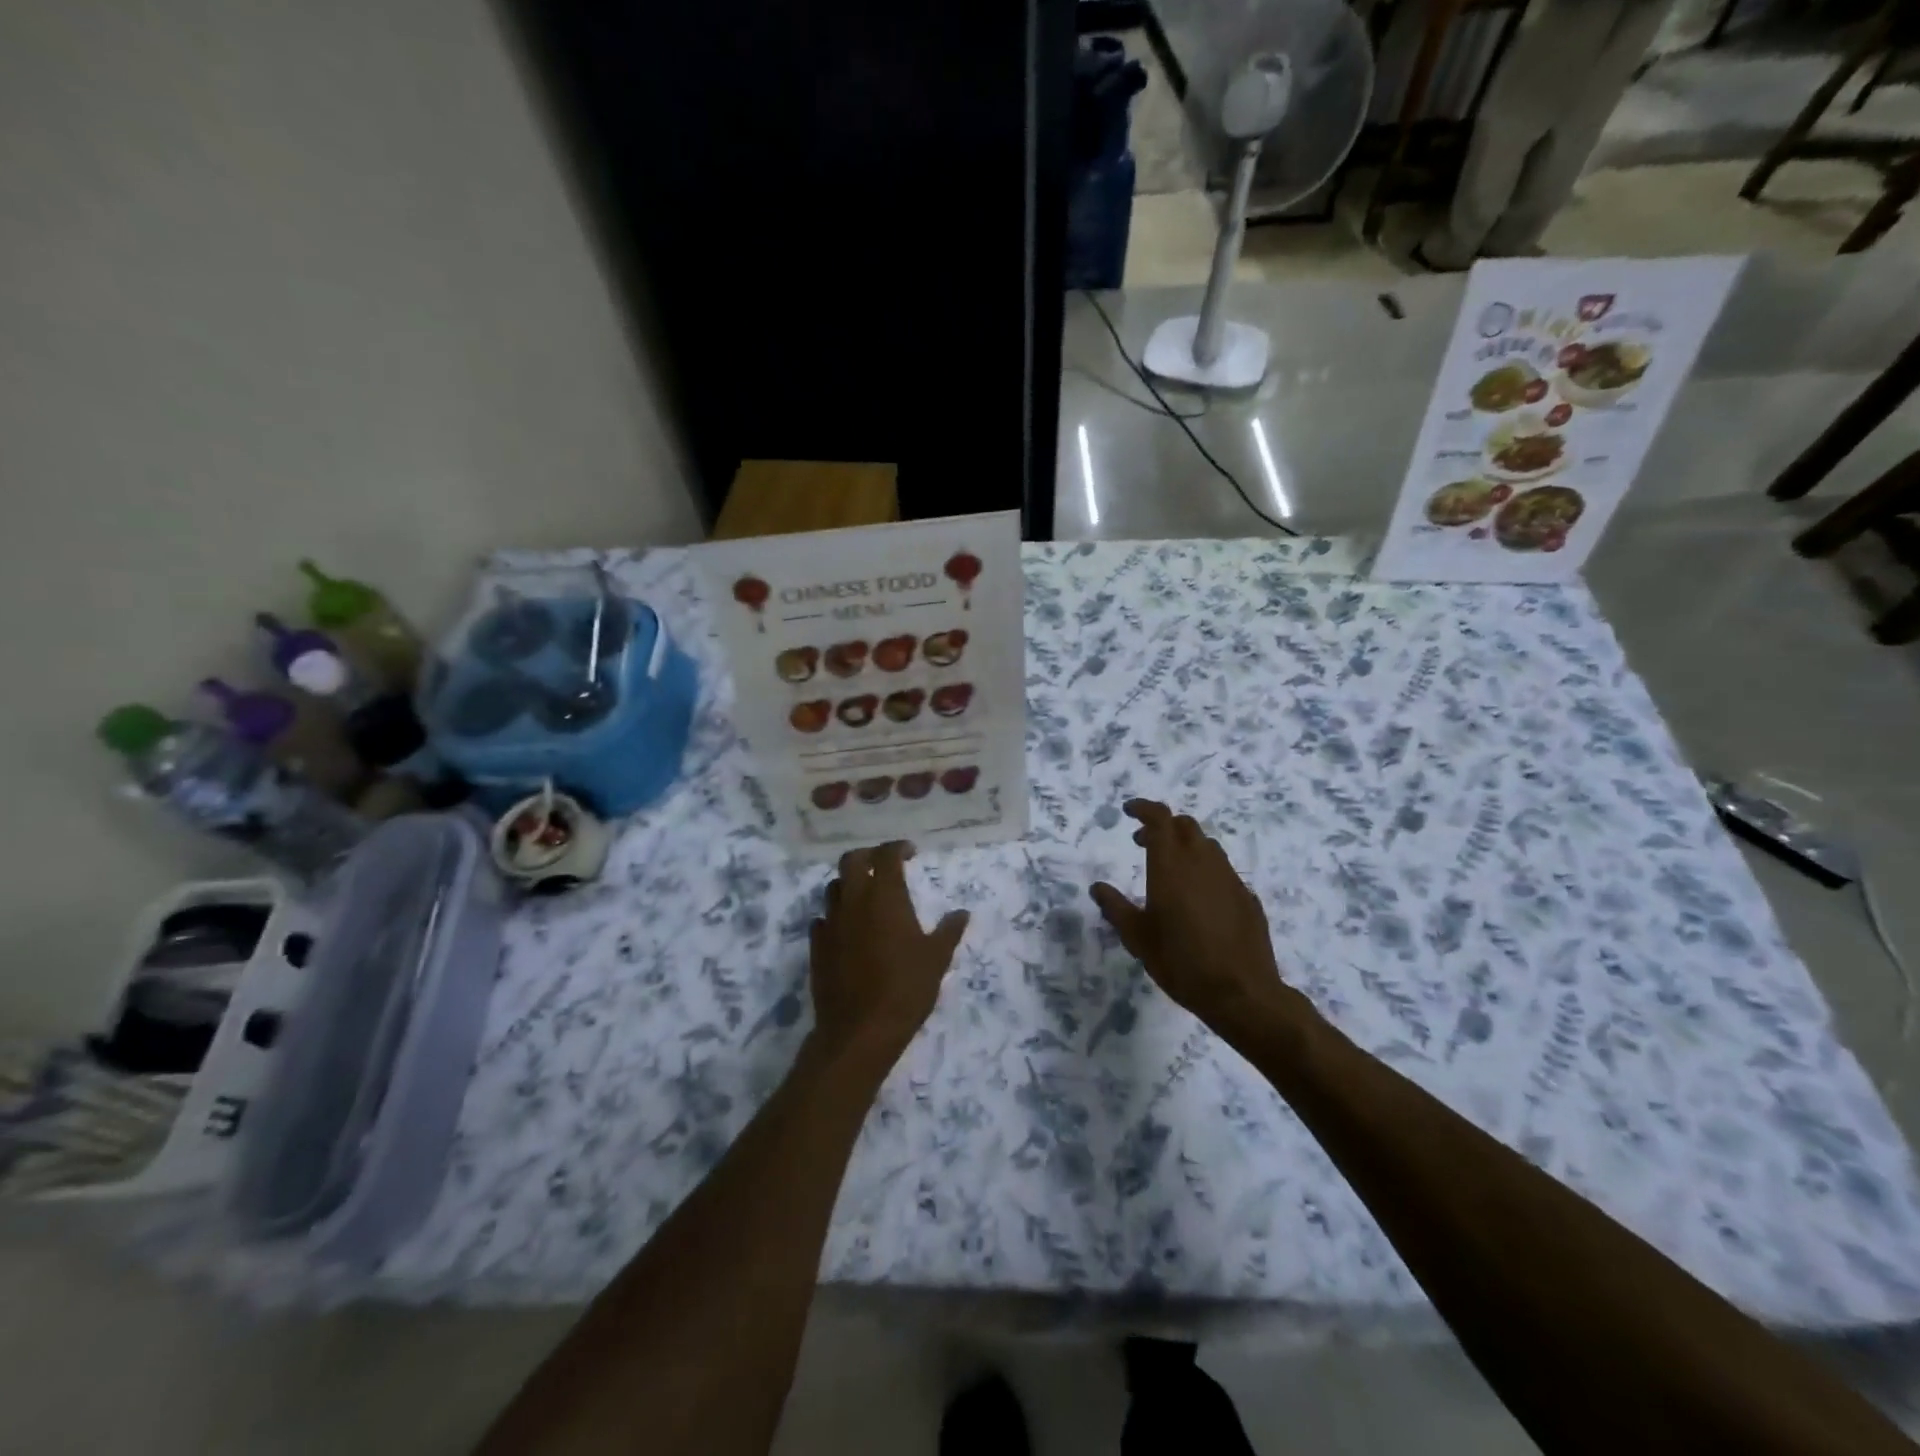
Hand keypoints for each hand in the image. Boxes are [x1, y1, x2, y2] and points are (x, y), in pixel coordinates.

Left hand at [809, 841, 969, 1067]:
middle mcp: (854, 901)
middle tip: (884, 866)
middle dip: (868, 856)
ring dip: (849, 884)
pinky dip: (836, 915)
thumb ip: (949, 931)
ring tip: (866, 896)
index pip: (886, 856)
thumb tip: (962, 913)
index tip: (910, 852)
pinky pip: (823, 918)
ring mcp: (831, 922)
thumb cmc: (905, 989)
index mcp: (885, 897)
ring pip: (834, 887)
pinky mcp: (817, 946)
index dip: (898, 848)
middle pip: (852, 860)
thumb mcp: (937, 959)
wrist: (860, 1030)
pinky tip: (848, 928)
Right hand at [1090, 800, 1298, 1037]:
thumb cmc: (1181, 962)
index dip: (1144, 808)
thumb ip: (1116, 908)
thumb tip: (1098, 887)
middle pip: (1185, 825)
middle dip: (1163, 826)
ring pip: (1207, 845)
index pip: (1160, 818)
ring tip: (1170, 870)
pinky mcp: (1247, 897)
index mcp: (1171, 866)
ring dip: (1186, 846)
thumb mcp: (1138, 938)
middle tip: (1143, 843)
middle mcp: (1203, 862)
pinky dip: (1205, 870)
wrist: (1242, 993)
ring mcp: (1229, 878)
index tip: (1128, 811)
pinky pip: (1223, 871)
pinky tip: (1199, 899)